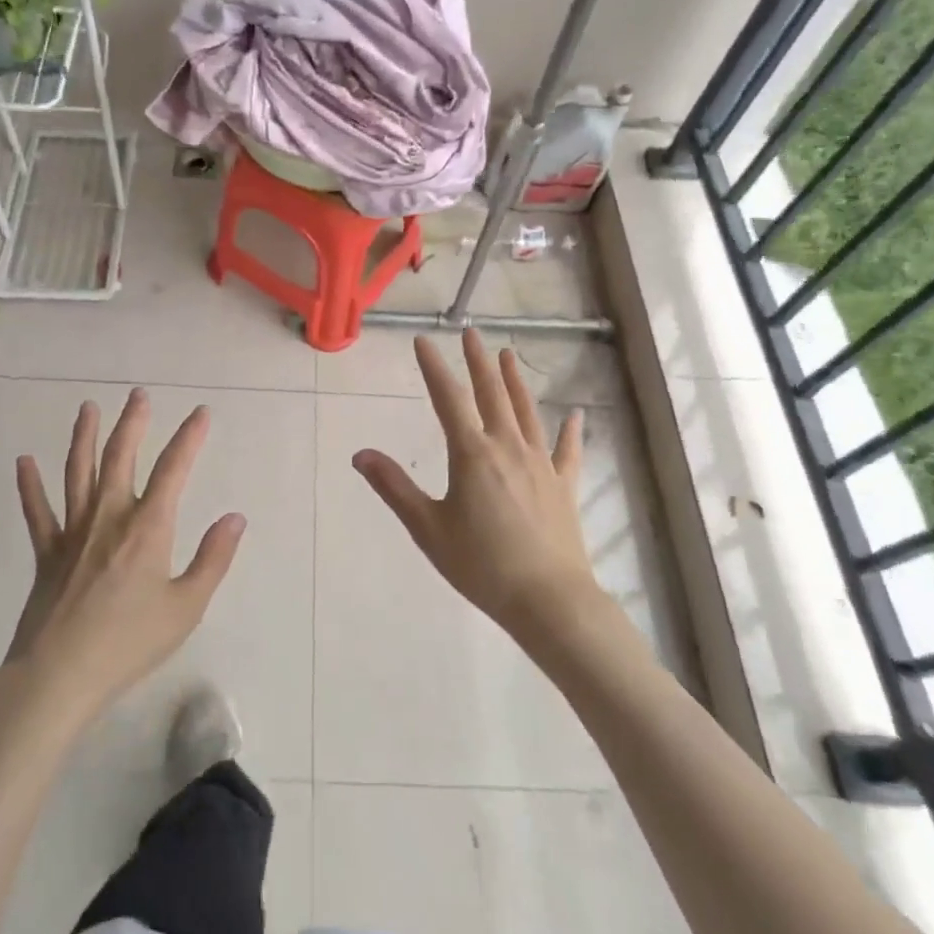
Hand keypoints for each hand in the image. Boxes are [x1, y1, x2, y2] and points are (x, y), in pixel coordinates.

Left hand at [7, 390, 245, 723]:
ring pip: (78, 472)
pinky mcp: (47, 553)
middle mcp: (110, 517)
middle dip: (133, 423)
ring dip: (84, 437)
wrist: (59, 676)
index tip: (201, 413)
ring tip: (87, 408)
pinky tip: (24, 462)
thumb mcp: (187, 606)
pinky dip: (30, 486)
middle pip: (121, 457)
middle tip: (138, 394)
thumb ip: (213, 559)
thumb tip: (235, 518)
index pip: (174, 469)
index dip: (189, 437)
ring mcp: (73, 533)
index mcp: (148, 528)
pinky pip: (38, 512)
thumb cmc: (130, 642)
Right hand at [353, 331, 594, 639]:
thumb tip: (360, 454)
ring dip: (515, 381)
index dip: (434, 368)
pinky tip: (574, 414)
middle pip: (491, 394)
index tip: (423, 341)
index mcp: (472, 454)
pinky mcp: (564, 485)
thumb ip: (395, 487)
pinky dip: (570, 430)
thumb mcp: (428, 528)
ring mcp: (541, 463)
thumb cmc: (481, 564)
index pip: (448, 399)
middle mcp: (508, 447)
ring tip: (507, 354)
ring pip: (527, 411)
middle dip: (478, 362)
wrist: (548, 599)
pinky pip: (567, 450)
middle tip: (471, 333)